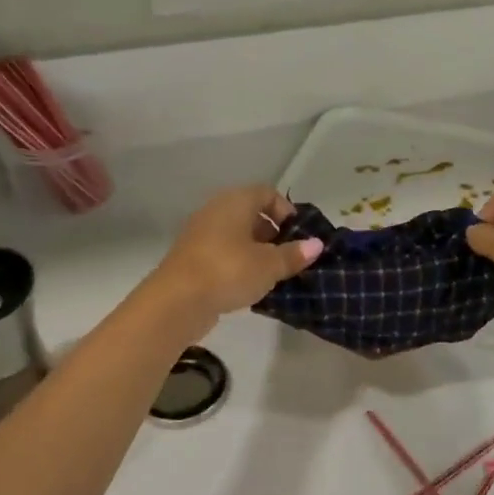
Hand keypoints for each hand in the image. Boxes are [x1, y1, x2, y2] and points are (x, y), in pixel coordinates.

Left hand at [148, 186, 323, 327]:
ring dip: (257, 251)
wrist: (176, 301)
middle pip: (251, 213)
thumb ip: (294, 254)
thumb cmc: (229, 271)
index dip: (286, 211)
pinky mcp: (192, 258)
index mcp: (235, 201)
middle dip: (273, 233)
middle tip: (289, 256)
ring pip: (237, 235)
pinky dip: (239, 263)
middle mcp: (216, 210)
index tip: (299, 236)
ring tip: (273, 274)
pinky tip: (250, 285)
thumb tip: (317, 244)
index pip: (267, 193)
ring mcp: (201, 234)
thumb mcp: (269, 264)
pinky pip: (223, 253)